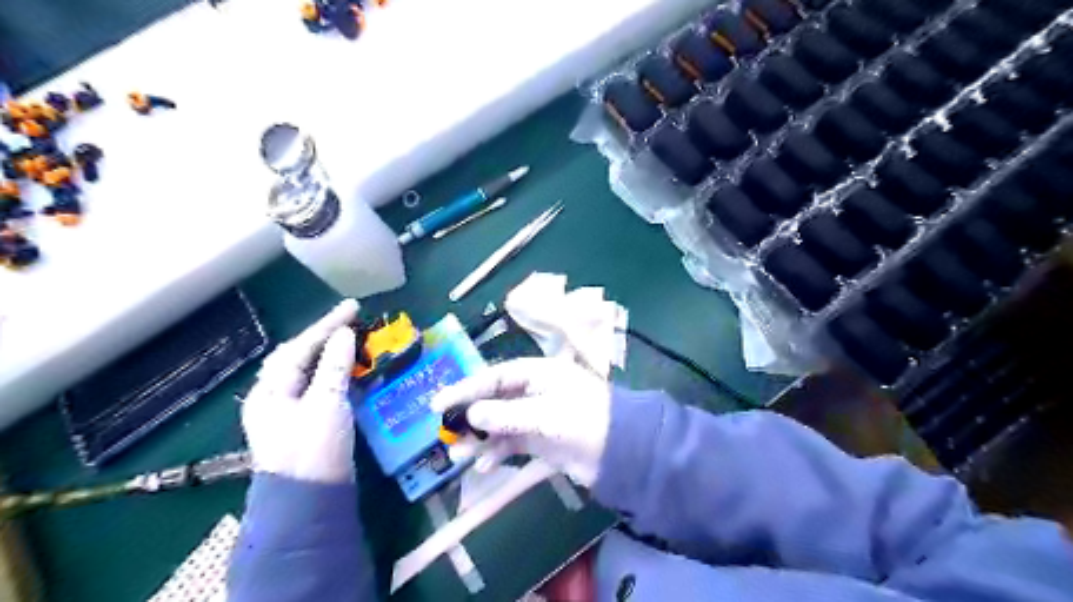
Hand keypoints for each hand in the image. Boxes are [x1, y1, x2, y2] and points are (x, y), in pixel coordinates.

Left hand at [242, 299, 360, 484]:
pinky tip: (349, 369)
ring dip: (329, 353)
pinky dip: (334, 372)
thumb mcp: (326, 404)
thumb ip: (334, 367)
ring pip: (308, 371)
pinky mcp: (305, 423)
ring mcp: (288, 411)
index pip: (300, 347)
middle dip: (324, 335)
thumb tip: (344, 335)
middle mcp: (274, 397)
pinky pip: (319, 386)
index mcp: (271, 390)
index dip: (328, 324)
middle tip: (351, 320)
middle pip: (298, 356)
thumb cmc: (314, 449)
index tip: (354, 306)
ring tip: (351, 338)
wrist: (309, 502)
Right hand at [431, 358, 610, 488]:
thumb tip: (471, 413)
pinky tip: (484, 466)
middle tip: (446, 433)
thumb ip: (504, 414)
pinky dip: (497, 453)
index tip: (438, 404)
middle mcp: (534, 391)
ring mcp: (537, 416)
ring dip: (480, 438)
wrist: (620, 452)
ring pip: (499, 424)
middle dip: (469, 417)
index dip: (465, 388)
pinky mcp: (541, 439)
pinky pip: (511, 443)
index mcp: (537, 373)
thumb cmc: (583, 420)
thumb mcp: (542, 414)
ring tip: (459, 455)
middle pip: (493, 400)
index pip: (493, 377)